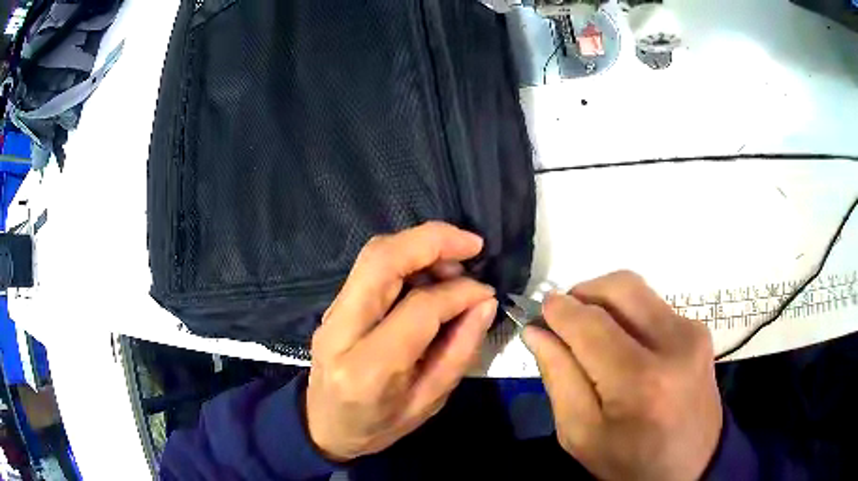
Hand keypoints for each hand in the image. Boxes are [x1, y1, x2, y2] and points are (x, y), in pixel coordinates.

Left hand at [306, 222, 497, 461]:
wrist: (323, 427)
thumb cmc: (378, 426)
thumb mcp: (428, 402)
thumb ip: (459, 351)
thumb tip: (484, 302)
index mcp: (368, 368)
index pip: (418, 308)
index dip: (459, 292)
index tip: (486, 292)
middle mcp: (341, 330)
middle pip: (382, 260)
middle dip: (432, 240)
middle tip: (472, 245)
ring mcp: (331, 314)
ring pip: (373, 256)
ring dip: (419, 245)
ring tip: (455, 262)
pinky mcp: (333, 306)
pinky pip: (370, 268)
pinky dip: (405, 257)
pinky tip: (430, 271)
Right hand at [523, 271, 722, 480]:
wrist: (691, 464)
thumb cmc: (630, 460)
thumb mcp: (580, 434)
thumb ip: (558, 378)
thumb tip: (537, 331)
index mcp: (640, 382)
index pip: (591, 325)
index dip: (559, 311)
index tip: (540, 312)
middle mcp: (674, 345)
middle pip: (620, 287)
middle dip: (584, 292)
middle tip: (565, 319)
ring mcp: (692, 333)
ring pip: (637, 291)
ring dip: (606, 303)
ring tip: (592, 333)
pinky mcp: (699, 330)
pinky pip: (653, 305)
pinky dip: (628, 315)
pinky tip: (623, 345)